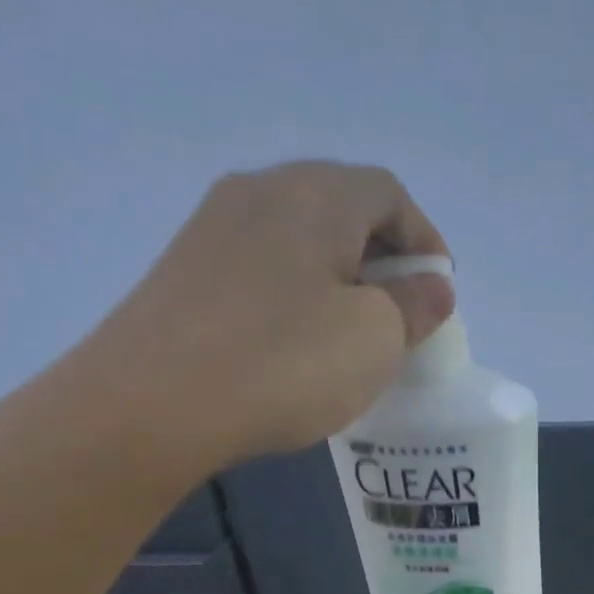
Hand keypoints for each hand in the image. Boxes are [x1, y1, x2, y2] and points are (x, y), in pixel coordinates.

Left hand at [55, 160, 453, 481]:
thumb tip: (432, 286)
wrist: (154, 402)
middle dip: (382, 259)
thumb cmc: (285, 364)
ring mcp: (214, 228)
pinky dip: (296, 296)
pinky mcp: (186, 270)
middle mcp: (261, 191)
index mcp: (317, 194)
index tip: (439, 293)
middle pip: (341, 208)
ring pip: (298, 240)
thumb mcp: (375, 339)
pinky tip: (297, 345)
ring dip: (337, 279)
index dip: (425, 240)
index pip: (389, 193)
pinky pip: (262, 269)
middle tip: (402, 317)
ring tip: (353, 336)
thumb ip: (414, 307)